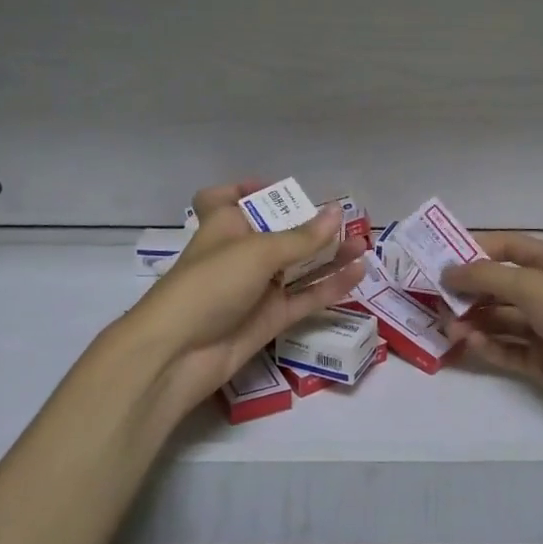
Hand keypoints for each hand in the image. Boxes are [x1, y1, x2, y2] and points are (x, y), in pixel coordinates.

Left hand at [128, 182, 369, 416]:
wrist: (179, 353)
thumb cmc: (211, 284)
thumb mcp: (258, 252)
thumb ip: (302, 237)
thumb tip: (337, 213)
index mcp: (224, 225)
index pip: (225, 198)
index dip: (245, 190)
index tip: (276, 189)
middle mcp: (240, 253)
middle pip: (276, 232)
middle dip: (308, 225)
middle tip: (344, 219)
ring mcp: (256, 287)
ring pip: (297, 265)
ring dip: (328, 254)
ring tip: (363, 243)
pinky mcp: (270, 317)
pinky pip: (305, 296)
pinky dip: (330, 285)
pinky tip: (358, 273)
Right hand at [444, 233, 542, 451]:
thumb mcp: (530, 285)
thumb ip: (485, 276)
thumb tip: (447, 271)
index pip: (507, 247)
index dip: (475, 250)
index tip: (440, 259)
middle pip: (499, 285)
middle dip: (469, 290)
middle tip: (435, 299)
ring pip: (500, 319)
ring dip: (474, 321)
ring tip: (448, 329)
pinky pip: (507, 348)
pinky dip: (488, 345)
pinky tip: (469, 345)